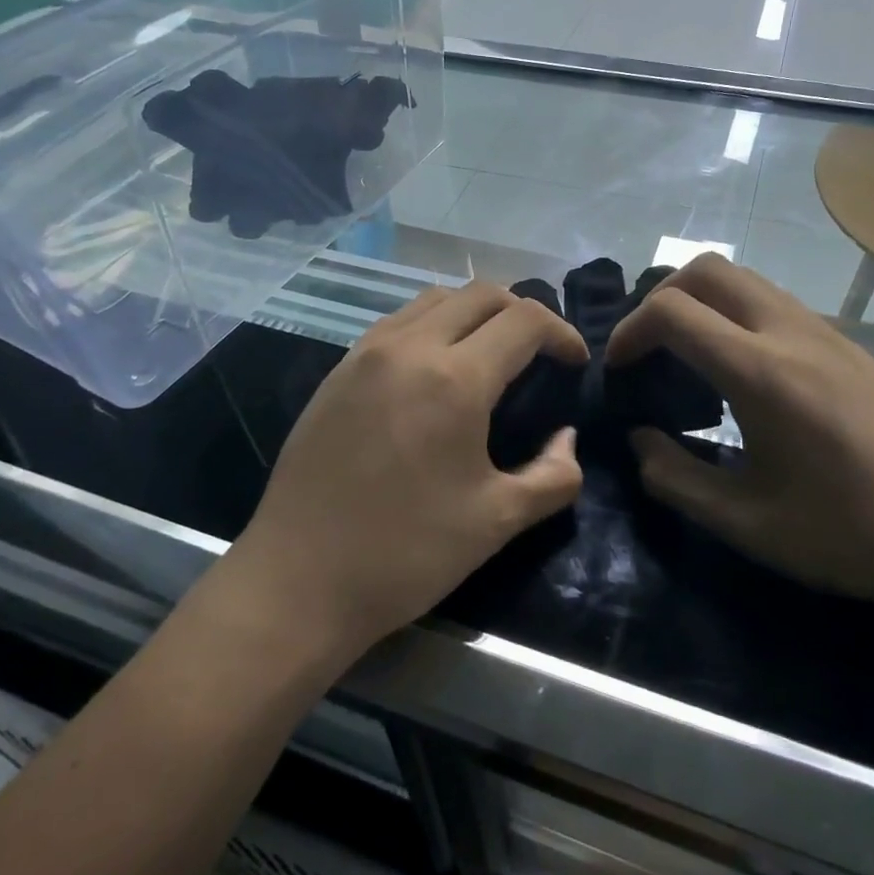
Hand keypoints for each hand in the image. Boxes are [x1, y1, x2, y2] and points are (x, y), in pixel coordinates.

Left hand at [224, 283, 586, 657]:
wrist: (298, 580)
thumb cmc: (406, 553)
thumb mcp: (497, 521)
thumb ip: (554, 475)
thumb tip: (567, 438)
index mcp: (455, 378)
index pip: (524, 320)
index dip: (562, 333)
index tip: (575, 363)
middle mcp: (410, 347)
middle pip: (480, 294)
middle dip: (522, 312)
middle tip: (539, 353)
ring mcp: (366, 353)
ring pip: (434, 299)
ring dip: (474, 313)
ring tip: (489, 353)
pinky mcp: (337, 370)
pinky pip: (397, 322)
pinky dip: (432, 325)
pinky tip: (434, 369)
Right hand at [607, 256, 873, 611]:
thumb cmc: (852, 535)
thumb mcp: (748, 524)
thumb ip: (676, 479)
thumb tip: (640, 440)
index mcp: (762, 373)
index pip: (673, 311)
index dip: (629, 332)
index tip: (619, 371)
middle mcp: (791, 333)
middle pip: (707, 269)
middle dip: (660, 297)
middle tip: (647, 350)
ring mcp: (824, 332)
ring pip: (743, 278)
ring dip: (700, 302)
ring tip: (685, 357)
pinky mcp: (845, 344)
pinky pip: (772, 301)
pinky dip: (733, 314)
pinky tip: (738, 371)